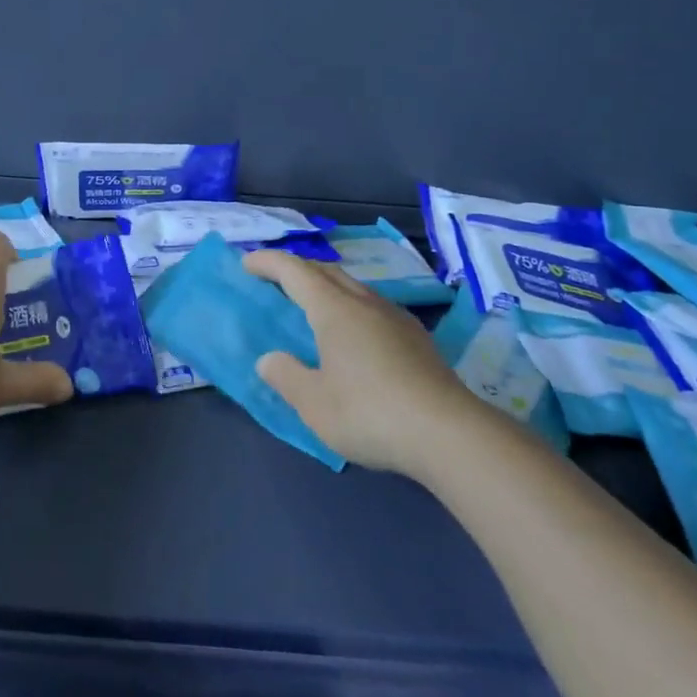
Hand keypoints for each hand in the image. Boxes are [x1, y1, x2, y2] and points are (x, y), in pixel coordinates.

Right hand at [241, 249, 479, 472]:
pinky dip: (350, 307)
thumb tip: (269, 359)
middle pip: (326, 271)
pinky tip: (354, 336)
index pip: (294, 271)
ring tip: (312, 307)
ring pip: (353, 287)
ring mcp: (396, 318)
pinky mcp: (417, 338)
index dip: (267, 262)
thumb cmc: (370, 413)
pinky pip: (373, 307)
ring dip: (327, 287)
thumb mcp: (313, 403)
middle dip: (297, 269)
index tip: (246, 262)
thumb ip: (286, 376)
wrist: (450, 434)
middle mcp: (365, 303)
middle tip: (275, 282)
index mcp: (334, 309)